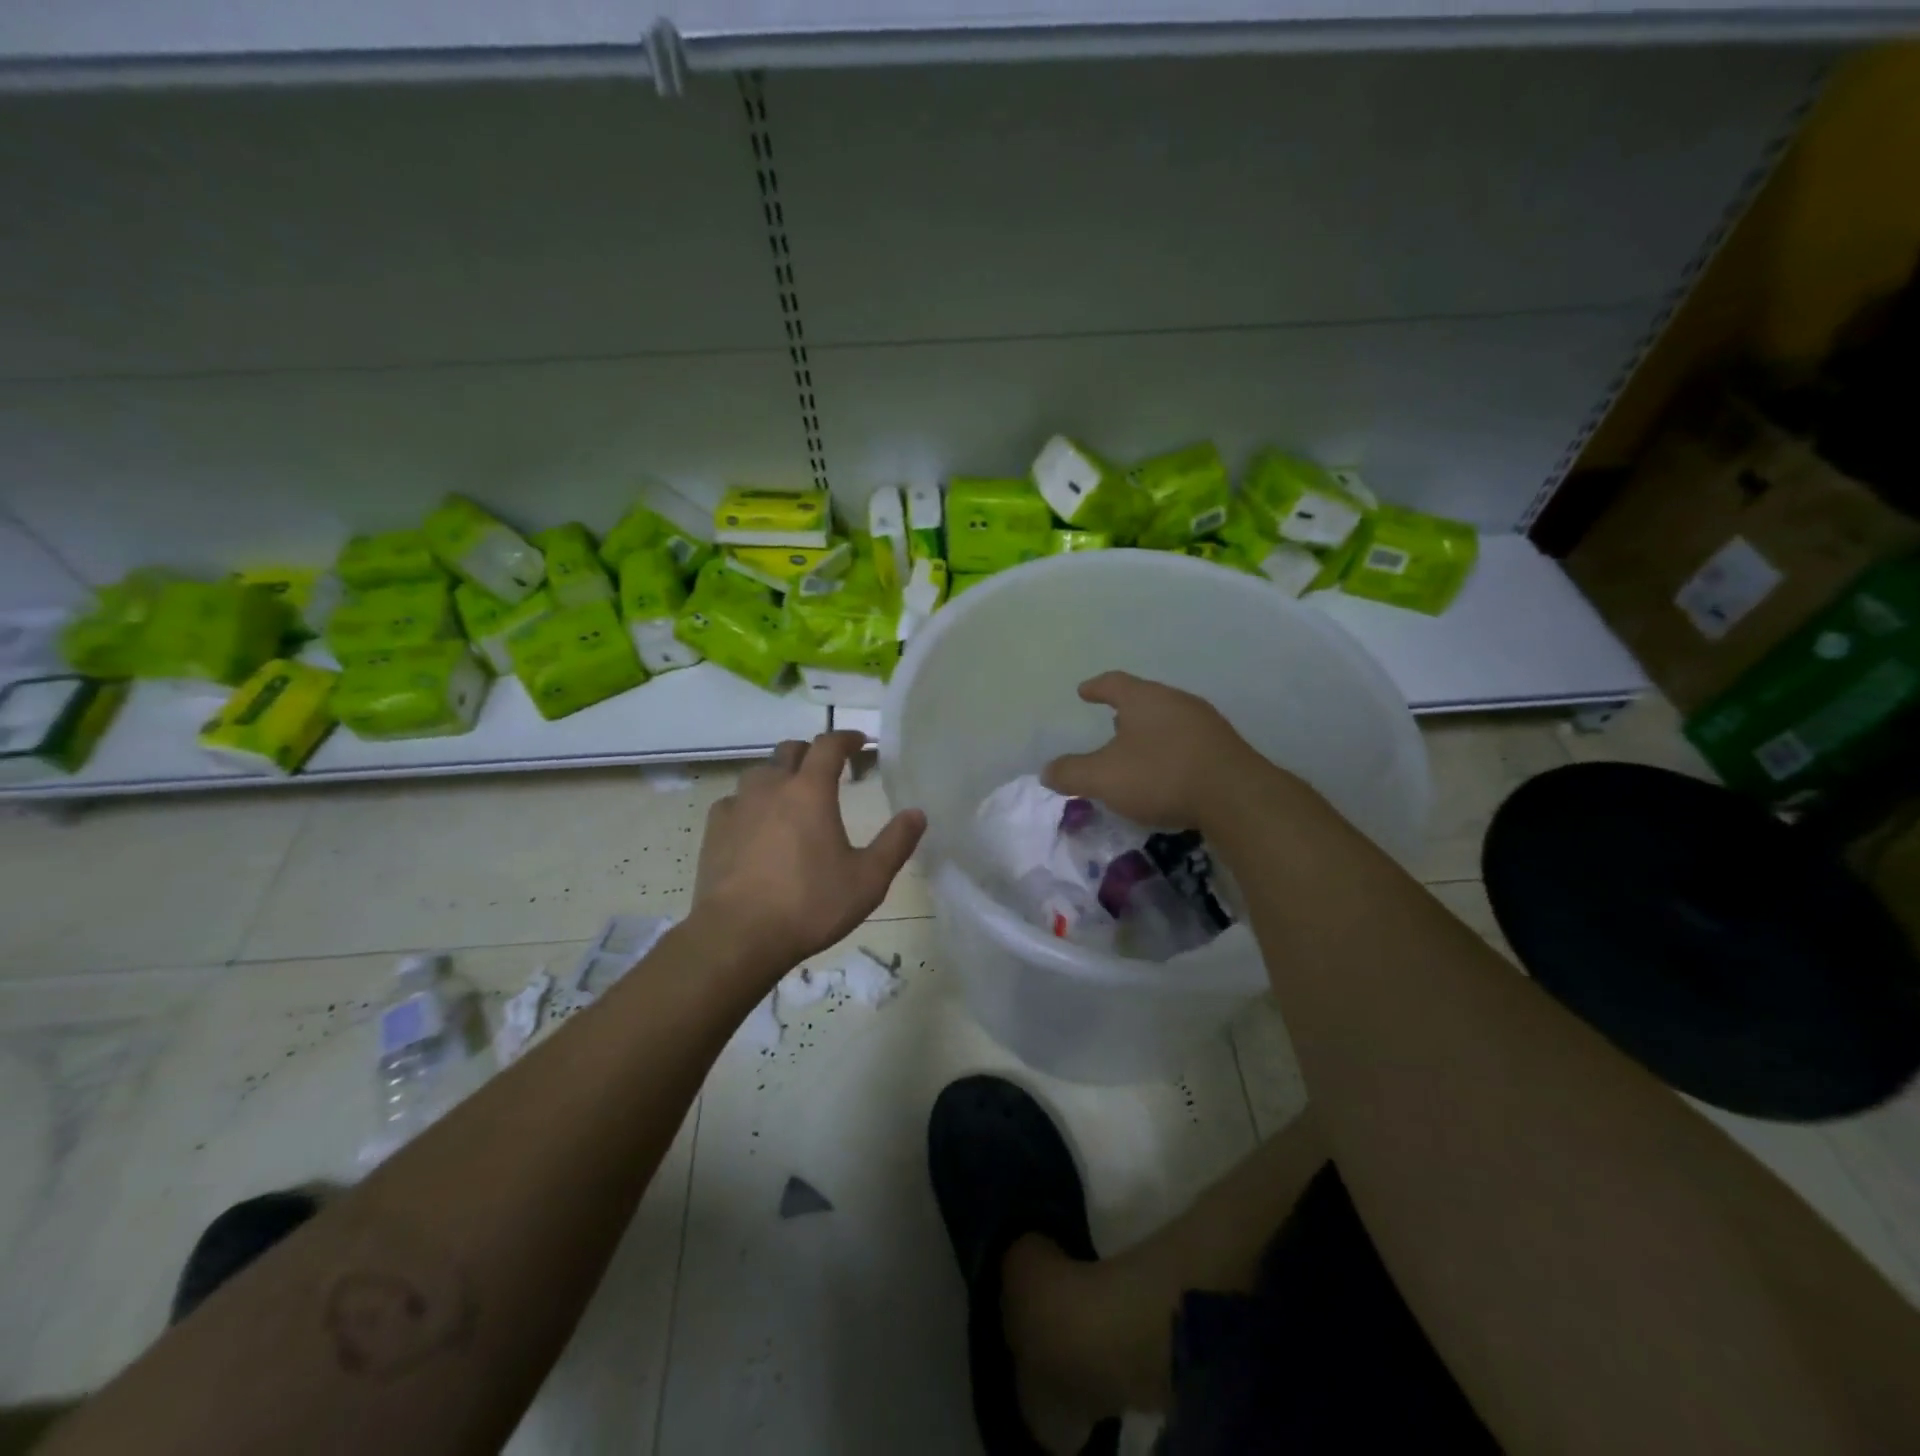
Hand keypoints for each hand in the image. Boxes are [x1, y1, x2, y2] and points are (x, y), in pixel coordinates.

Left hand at [692, 731, 925, 974]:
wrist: (737, 935)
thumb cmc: (810, 905)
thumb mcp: (868, 880)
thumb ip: (895, 843)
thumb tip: (917, 814)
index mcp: (810, 791)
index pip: (829, 746)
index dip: (846, 738)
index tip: (859, 742)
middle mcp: (771, 787)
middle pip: (790, 751)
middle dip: (811, 753)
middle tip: (827, 770)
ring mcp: (738, 806)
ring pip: (759, 773)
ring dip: (779, 776)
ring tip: (790, 797)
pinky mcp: (714, 830)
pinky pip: (734, 802)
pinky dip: (750, 804)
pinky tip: (755, 825)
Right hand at [1042, 671, 1269, 829]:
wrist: (1236, 797)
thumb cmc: (1160, 775)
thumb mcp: (1103, 778)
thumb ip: (1071, 773)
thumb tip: (1047, 771)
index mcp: (1145, 698)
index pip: (1114, 682)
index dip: (1096, 687)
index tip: (1083, 691)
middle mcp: (1177, 702)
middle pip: (1145, 699)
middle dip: (1126, 712)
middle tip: (1110, 724)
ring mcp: (1206, 724)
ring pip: (1169, 720)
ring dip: (1150, 733)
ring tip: (1137, 751)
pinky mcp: (1225, 749)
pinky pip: (1188, 742)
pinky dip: (1171, 751)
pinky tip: (1168, 772)